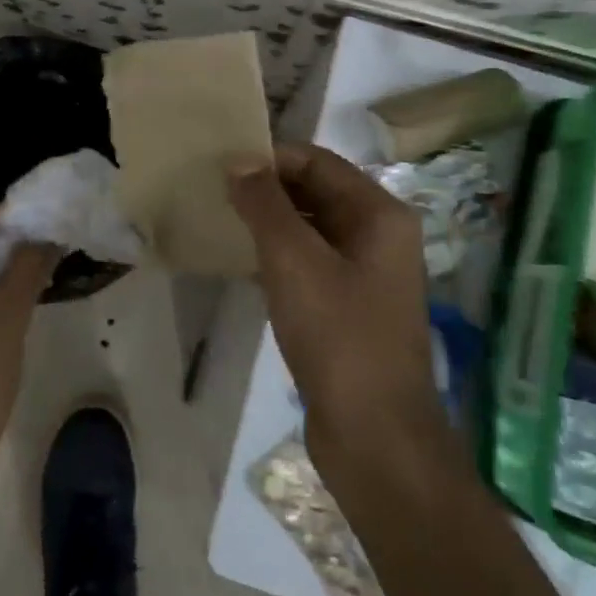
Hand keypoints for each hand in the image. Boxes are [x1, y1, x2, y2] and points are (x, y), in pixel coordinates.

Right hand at [228, 145, 447, 477]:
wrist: (375, 437)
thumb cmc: (339, 336)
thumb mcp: (294, 261)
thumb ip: (265, 204)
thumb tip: (239, 160)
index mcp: (379, 214)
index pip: (318, 162)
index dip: (271, 159)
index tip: (223, 166)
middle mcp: (379, 235)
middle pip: (317, 192)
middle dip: (268, 189)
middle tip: (216, 192)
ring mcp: (366, 273)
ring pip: (311, 229)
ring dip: (270, 223)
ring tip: (221, 221)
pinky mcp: (349, 306)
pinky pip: (310, 263)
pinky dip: (278, 256)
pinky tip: (242, 262)